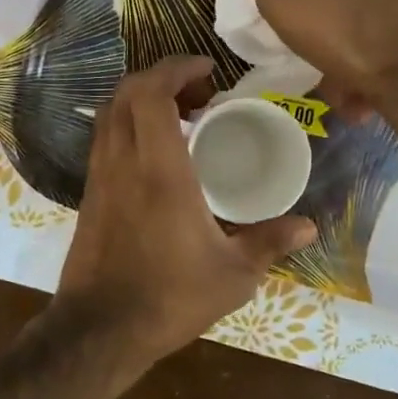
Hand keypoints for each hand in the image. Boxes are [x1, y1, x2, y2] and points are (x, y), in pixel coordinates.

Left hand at [55, 56, 316, 363]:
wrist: (99, 330)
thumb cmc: (168, 299)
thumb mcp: (232, 276)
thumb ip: (270, 243)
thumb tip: (309, 225)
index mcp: (159, 171)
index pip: (152, 93)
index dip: (177, 68)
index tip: (208, 70)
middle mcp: (122, 162)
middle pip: (127, 91)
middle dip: (162, 77)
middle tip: (200, 95)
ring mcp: (99, 176)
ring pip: (110, 112)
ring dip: (142, 100)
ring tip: (182, 119)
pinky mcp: (88, 193)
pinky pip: (105, 138)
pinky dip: (129, 124)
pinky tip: (157, 154)